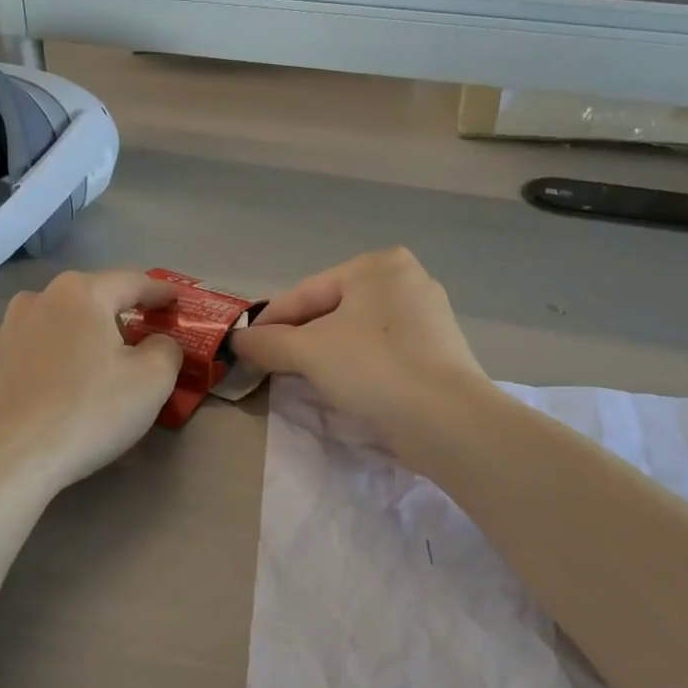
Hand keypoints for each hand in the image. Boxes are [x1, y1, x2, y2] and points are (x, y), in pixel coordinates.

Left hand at [0, 271, 184, 497]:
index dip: (159, 291)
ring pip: (55, 324)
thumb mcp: (152, 381)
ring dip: (78, 337)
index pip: (132, 281)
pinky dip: (47, 360)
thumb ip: (166, 349)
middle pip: (90, 300)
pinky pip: (27, 352)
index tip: (176, 300)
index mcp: (81, 293)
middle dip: (116, 315)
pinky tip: (52, 387)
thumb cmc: (87, 412)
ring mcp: (2, 330)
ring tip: (92, 366)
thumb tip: (157, 343)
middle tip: (138, 340)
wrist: (4, 460)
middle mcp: (37, 299)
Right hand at [231, 248, 488, 453]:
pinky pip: (382, 351)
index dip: (270, 321)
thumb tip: (238, 341)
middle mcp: (406, 279)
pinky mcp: (438, 349)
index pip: (306, 292)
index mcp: (377, 265)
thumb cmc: (374, 370)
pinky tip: (346, 387)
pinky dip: (358, 365)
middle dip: (300, 339)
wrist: (449, 421)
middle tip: (271, 366)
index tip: (244, 347)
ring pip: (357, 332)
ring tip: (303, 379)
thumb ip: (268, 343)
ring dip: (327, 354)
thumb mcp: (310, 353)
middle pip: (332, 310)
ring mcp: (427, 315)